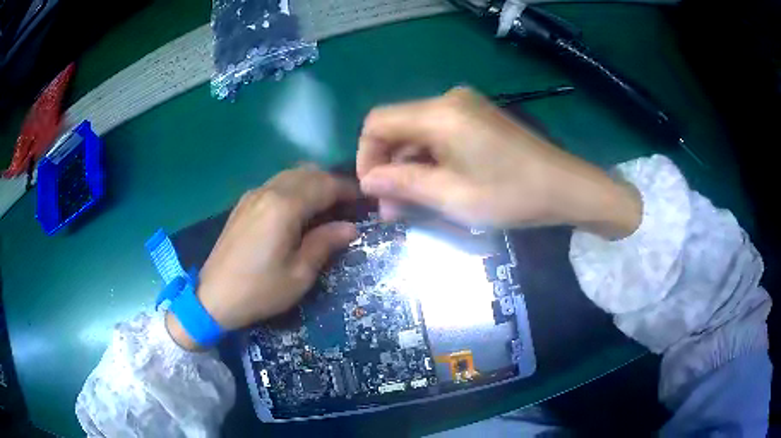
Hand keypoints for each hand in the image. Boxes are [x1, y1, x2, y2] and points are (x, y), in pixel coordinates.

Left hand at [166, 167, 357, 349]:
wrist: (212, 298)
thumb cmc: (259, 290)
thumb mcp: (298, 274)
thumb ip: (325, 244)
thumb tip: (350, 228)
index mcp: (284, 206)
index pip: (325, 185)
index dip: (349, 190)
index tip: (366, 200)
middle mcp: (268, 191)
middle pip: (309, 173)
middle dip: (332, 183)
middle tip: (349, 205)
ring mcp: (253, 195)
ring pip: (291, 175)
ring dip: (313, 184)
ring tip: (327, 207)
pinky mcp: (243, 204)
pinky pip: (276, 184)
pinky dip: (295, 188)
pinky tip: (299, 211)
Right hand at [357, 87, 641, 236]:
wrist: (565, 187)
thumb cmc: (511, 194)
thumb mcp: (452, 196)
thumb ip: (403, 185)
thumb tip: (366, 181)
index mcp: (439, 114)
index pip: (378, 122)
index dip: (366, 156)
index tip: (373, 190)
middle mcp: (448, 100)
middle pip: (398, 127)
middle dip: (389, 167)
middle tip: (393, 209)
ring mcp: (466, 107)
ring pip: (418, 133)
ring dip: (410, 166)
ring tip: (413, 204)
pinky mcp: (478, 117)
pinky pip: (439, 134)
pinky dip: (430, 159)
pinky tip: (437, 185)